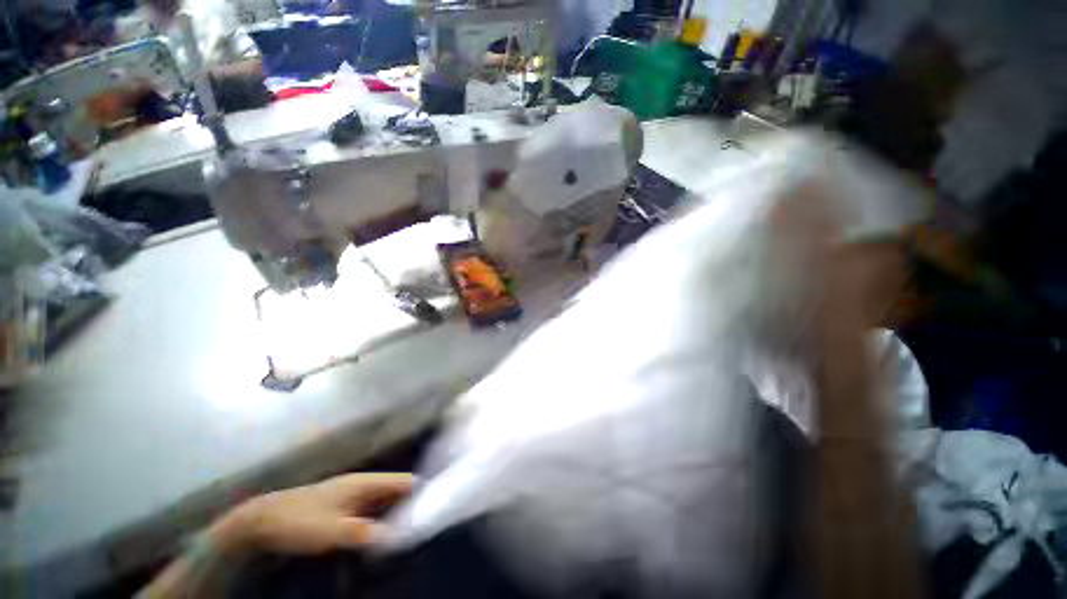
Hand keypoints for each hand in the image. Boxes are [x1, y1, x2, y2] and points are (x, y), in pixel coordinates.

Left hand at [209, 473, 414, 555]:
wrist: (263, 520)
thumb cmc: (301, 521)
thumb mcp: (333, 532)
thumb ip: (367, 533)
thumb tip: (399, 537)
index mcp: (367, 482)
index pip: (406, 482)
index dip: (423, 493)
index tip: (437, 512)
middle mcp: (366, 484)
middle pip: (399, 491)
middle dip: (413, 507)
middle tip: (426, 529)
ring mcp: (355, 494)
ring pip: (386, 501)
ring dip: (398, 516)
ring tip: (411, 535)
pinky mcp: (346, 506)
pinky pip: (373, 510)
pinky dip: (382, 521)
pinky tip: (385, 537)